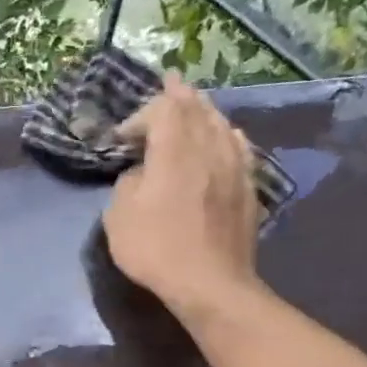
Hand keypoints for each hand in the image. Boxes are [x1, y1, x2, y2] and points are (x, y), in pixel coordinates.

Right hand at [102, 74, 261, 316]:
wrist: (210, 283)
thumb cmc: (156, 249)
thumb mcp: (119, 218)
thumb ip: (127, 184)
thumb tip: (140, 175)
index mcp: (174, 150)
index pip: (162, 110)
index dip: (141, 114)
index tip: (122, 137)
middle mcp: (208, 148)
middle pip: (197, 109)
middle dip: (179, 96)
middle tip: (170, 83)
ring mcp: (234, 166)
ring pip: (221, 125)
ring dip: (205, 111)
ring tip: (196, 104)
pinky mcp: (248, 188)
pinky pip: (239, 148)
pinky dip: (227, 135)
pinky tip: (227, 136)